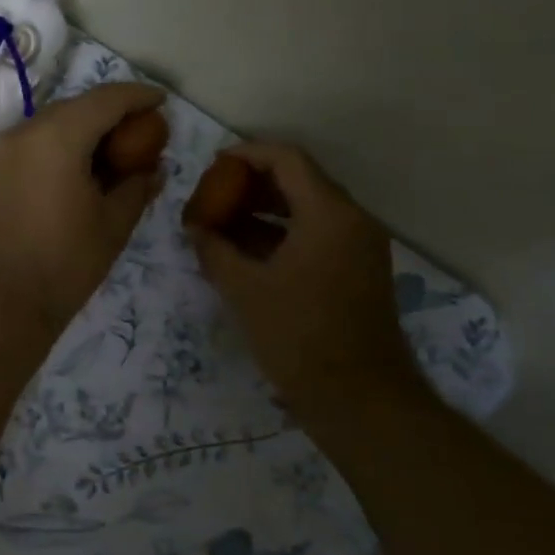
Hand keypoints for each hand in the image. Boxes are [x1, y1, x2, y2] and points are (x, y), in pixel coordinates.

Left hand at [0, 83, 167, 336]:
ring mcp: (5, 151)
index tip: (163, 102)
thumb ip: (138, 186)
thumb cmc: (64, 263)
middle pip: (78, 106)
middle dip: (113, 112)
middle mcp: (26, 131)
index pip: (106, 99)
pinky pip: (36, 143)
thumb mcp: (113, 224)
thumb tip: (155, 169)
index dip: (139, 96)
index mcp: (58, 136)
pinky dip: (64, 145)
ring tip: (116, 153)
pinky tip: (83, 170)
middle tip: (143, 131)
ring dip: (87, 129)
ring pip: (54, 123)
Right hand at [185, 141, 422, 427]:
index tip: (213, 165)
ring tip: (223, 222)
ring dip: (266, 210)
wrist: (360, 399)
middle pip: (300, 180)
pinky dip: (284, 234)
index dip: (247, 154)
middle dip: (253, 184)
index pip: (287, 159)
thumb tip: (194, 227)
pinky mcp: (359, 270)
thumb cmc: (299, 337)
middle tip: (214, 194)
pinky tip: (248, 251)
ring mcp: (360, 246)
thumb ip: (215, 250)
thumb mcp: (245, 291)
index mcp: (329, 214)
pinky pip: (318, 234)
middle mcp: (352, 220)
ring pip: (308, 209)